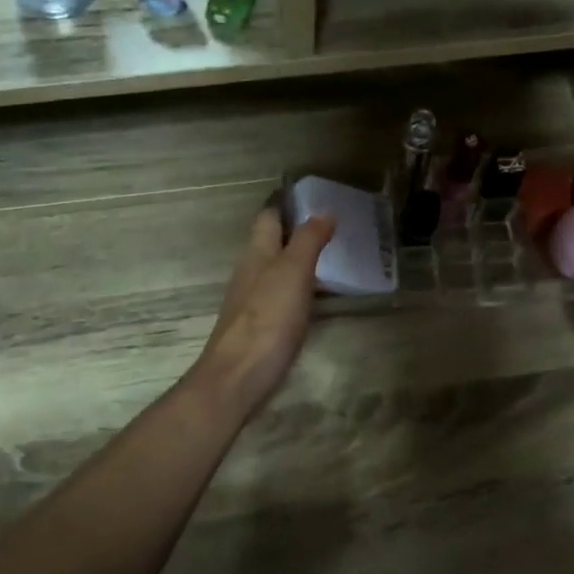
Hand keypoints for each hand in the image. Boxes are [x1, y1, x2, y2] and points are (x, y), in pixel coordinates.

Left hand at [189, 205, 334, 418]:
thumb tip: (323, 211)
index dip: (288, 204)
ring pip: (277, 271)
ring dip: (300, 262)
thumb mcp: (293, 272)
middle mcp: (250, 272)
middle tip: (335, 229)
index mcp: (256, 252)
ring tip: (334, 260)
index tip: (316, 197)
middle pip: (272, 243)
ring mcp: (252, 301)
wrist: (238, 376)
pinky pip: (281, 297)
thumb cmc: (267, 318)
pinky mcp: (259, 327)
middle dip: (298, 233)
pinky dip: (300, 290)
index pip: (269, 216)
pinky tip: (317, 299)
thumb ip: (308, 240)